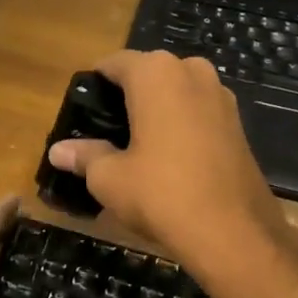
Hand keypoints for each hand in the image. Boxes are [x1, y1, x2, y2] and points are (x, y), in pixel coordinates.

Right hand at [46, 49, 295, 273]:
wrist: (235, 234)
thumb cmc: (161, 193)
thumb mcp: (109, 178)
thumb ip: (84, 156)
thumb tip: (58, 151)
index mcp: (156, 73)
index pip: (113, 63)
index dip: (94, 86)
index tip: (83, 114)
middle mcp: (192, 72)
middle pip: (148, 75)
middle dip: (128, 97)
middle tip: (108, 133)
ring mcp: (221, 96)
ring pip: (177, 93)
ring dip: (157, 111)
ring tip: (137, 147)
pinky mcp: (239, 124)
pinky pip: (198, 112)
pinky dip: (182, 126)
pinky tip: (170, 159)